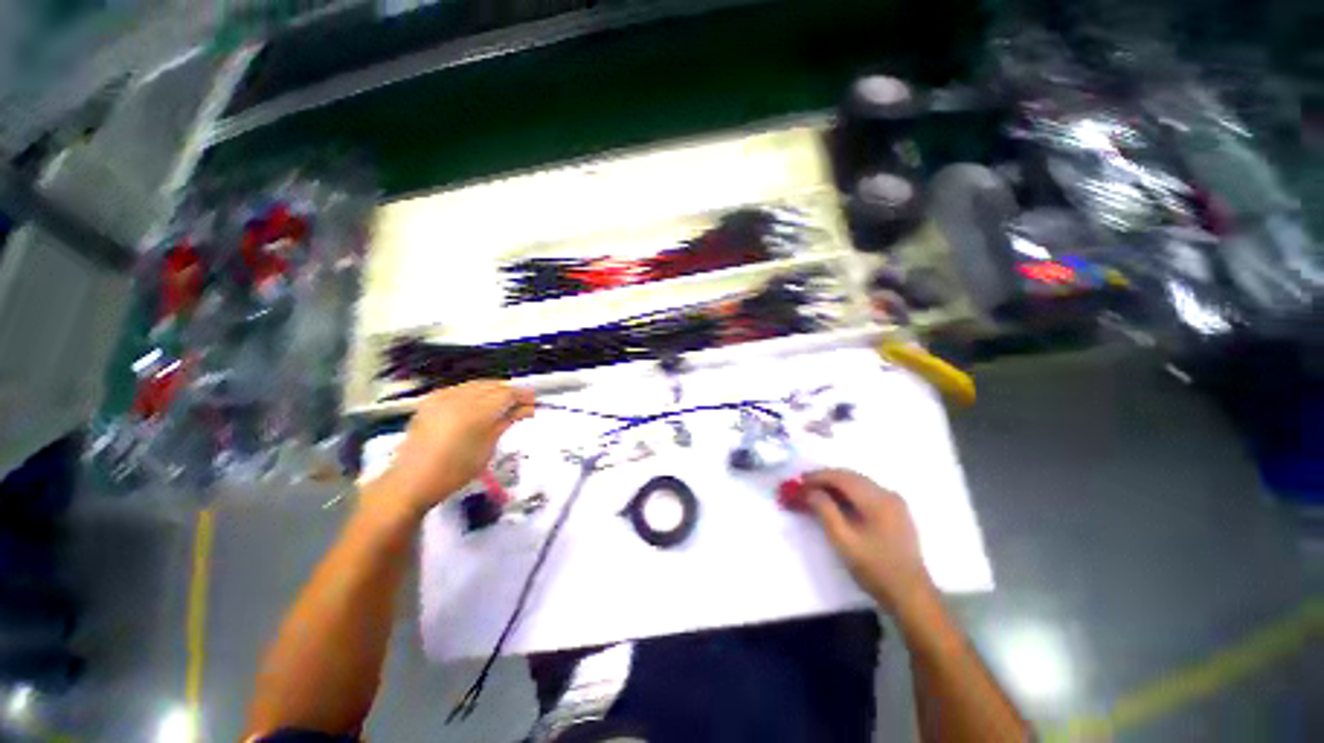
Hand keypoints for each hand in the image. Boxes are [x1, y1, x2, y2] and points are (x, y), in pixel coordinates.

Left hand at [372, 381, 534, 516]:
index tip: (534, 403)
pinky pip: (461, 388)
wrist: (412, 481)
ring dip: (494, 390)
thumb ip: (507, 421)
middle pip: (493, 385)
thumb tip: (526, 409)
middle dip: (510, 392)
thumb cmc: (456, 470)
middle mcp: (459, 397)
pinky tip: (479, 404)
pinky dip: (475, 392)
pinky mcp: (431, 400)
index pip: (507, 394)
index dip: (523, 395)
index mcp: (476, 411)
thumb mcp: (488, 447)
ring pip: (477, 384)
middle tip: (522, 405)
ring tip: (503, 404)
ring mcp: (443, 397)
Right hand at [803, 469, 934, 612]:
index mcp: (877, 500)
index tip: (799, 481)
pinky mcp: (896, 512)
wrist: (911, 595)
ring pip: (859, 483)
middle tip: (805, 485)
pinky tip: (838, 502)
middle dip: (826, 478)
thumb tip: (810, 491)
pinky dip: (849, 492)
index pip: (842, 478)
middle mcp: (887, 494)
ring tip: (817, 493)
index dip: (819, 476)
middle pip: (851, 477)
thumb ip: (825, 511)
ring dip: (837, 485)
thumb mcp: (844, 541)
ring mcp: (895, 503)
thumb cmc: (875, 569)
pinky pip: (868, 492)